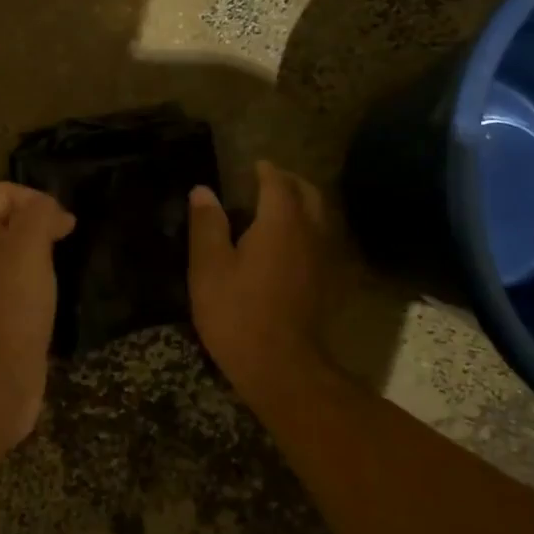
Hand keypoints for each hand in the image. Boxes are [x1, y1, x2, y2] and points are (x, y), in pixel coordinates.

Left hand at [0, 182, 76, 454]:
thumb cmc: (8, 306)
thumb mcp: (26, 247)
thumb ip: (39, 215)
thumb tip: (54, 212)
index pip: (3, 193)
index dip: (36, 200)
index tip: (64, 224)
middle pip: (10, 221)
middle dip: (41, 225)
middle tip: (68, 243)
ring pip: (18, 254)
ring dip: (44, 255)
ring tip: (66, 267)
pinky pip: (23, 284)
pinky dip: (42, 282)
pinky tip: (58, 294)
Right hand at [188, 161, 329, 399]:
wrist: (283, 367)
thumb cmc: (238, 313)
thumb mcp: (209, 267)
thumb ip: (207, 224)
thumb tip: (203, 190)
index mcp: (280, 222)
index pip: (277, 182)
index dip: (265, 170)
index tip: (253, 166)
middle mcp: (311, 232)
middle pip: (309, 194)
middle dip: (290, 182)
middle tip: (268, 181)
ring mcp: (325, 259)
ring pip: (321, 217)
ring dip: (303, 205)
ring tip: (278, 209)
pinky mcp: (329, 283)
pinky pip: (323, 241)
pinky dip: (309, 230)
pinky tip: (291, 244)